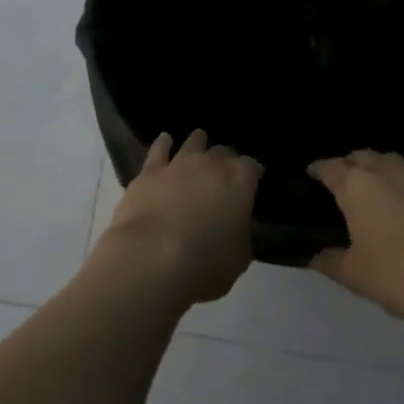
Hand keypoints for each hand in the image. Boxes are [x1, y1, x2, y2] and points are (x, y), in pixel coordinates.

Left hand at [93, 130, 259, 306]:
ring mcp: (178, 164)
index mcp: (239, 181)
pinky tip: (165, 140)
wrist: (152, 257)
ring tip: (199, 140)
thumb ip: (240, 233)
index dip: (253, 173)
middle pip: (223, 152)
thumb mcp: (239, 257)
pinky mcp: (149, 172)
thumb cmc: (205, 263)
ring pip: (192, 143)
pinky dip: (164, 144)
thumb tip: (235, 225)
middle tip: (226, 170)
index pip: (252, 166)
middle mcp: (210, 164)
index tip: (254, 179)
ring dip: (198, 143)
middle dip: (226, 159)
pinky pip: (159, 150)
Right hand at [307, 150, 403, 330]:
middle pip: (359, 156)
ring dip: (378, 165)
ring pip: (390, 159)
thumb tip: (314, 256)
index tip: (310, 176)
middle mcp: (383, 170)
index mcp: (354, 186)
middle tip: (341, 181)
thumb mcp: (355, 276)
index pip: (327, 167)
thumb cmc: (401, 276)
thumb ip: (329, 261)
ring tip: (374, 179)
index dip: (316, 170)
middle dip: (347, 165)